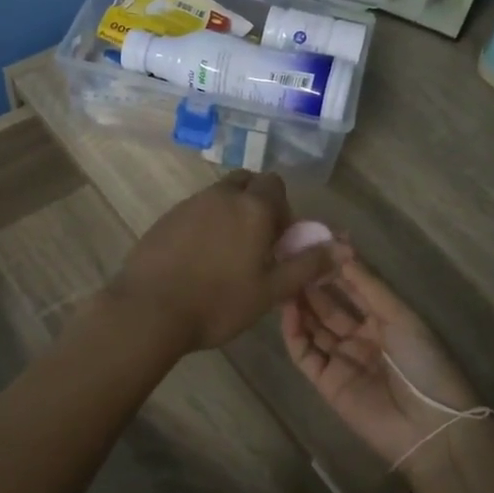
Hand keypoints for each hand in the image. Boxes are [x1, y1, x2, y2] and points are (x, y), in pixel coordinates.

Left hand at [111, 173, 346, 353]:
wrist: (149, 310)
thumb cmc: (218, 302)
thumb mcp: (271, 290)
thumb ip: (308, 265)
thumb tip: (343, 248)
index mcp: (253, 207)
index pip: (276, 185)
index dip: (283, 209)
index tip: (278, 241)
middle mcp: (222, 195)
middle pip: (247, 182)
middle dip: (256, 203)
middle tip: (255, 243)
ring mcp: (190, 203)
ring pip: (219, 195)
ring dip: (230, 213)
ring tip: (226, 255)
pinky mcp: (166, 217)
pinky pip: (195, 210)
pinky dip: (204, 224)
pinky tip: (198, 259)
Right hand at [280, 257, 482, 472]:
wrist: (429, 427)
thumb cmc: (423, 363)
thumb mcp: (401, 317)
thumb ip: (368, 286)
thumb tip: (342, 251)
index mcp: (385, 320)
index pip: (355, 288)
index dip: (337, 267)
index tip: (316, 242)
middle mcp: (361, 337)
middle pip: (330, 306)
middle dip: (313, 283)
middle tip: (291, 258)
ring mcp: (342, 360)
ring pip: (314, 327)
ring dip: (300, 304)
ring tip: (283, 278)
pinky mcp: (326, 383)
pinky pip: (305, 353)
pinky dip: (294, 332)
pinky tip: (287, 309)